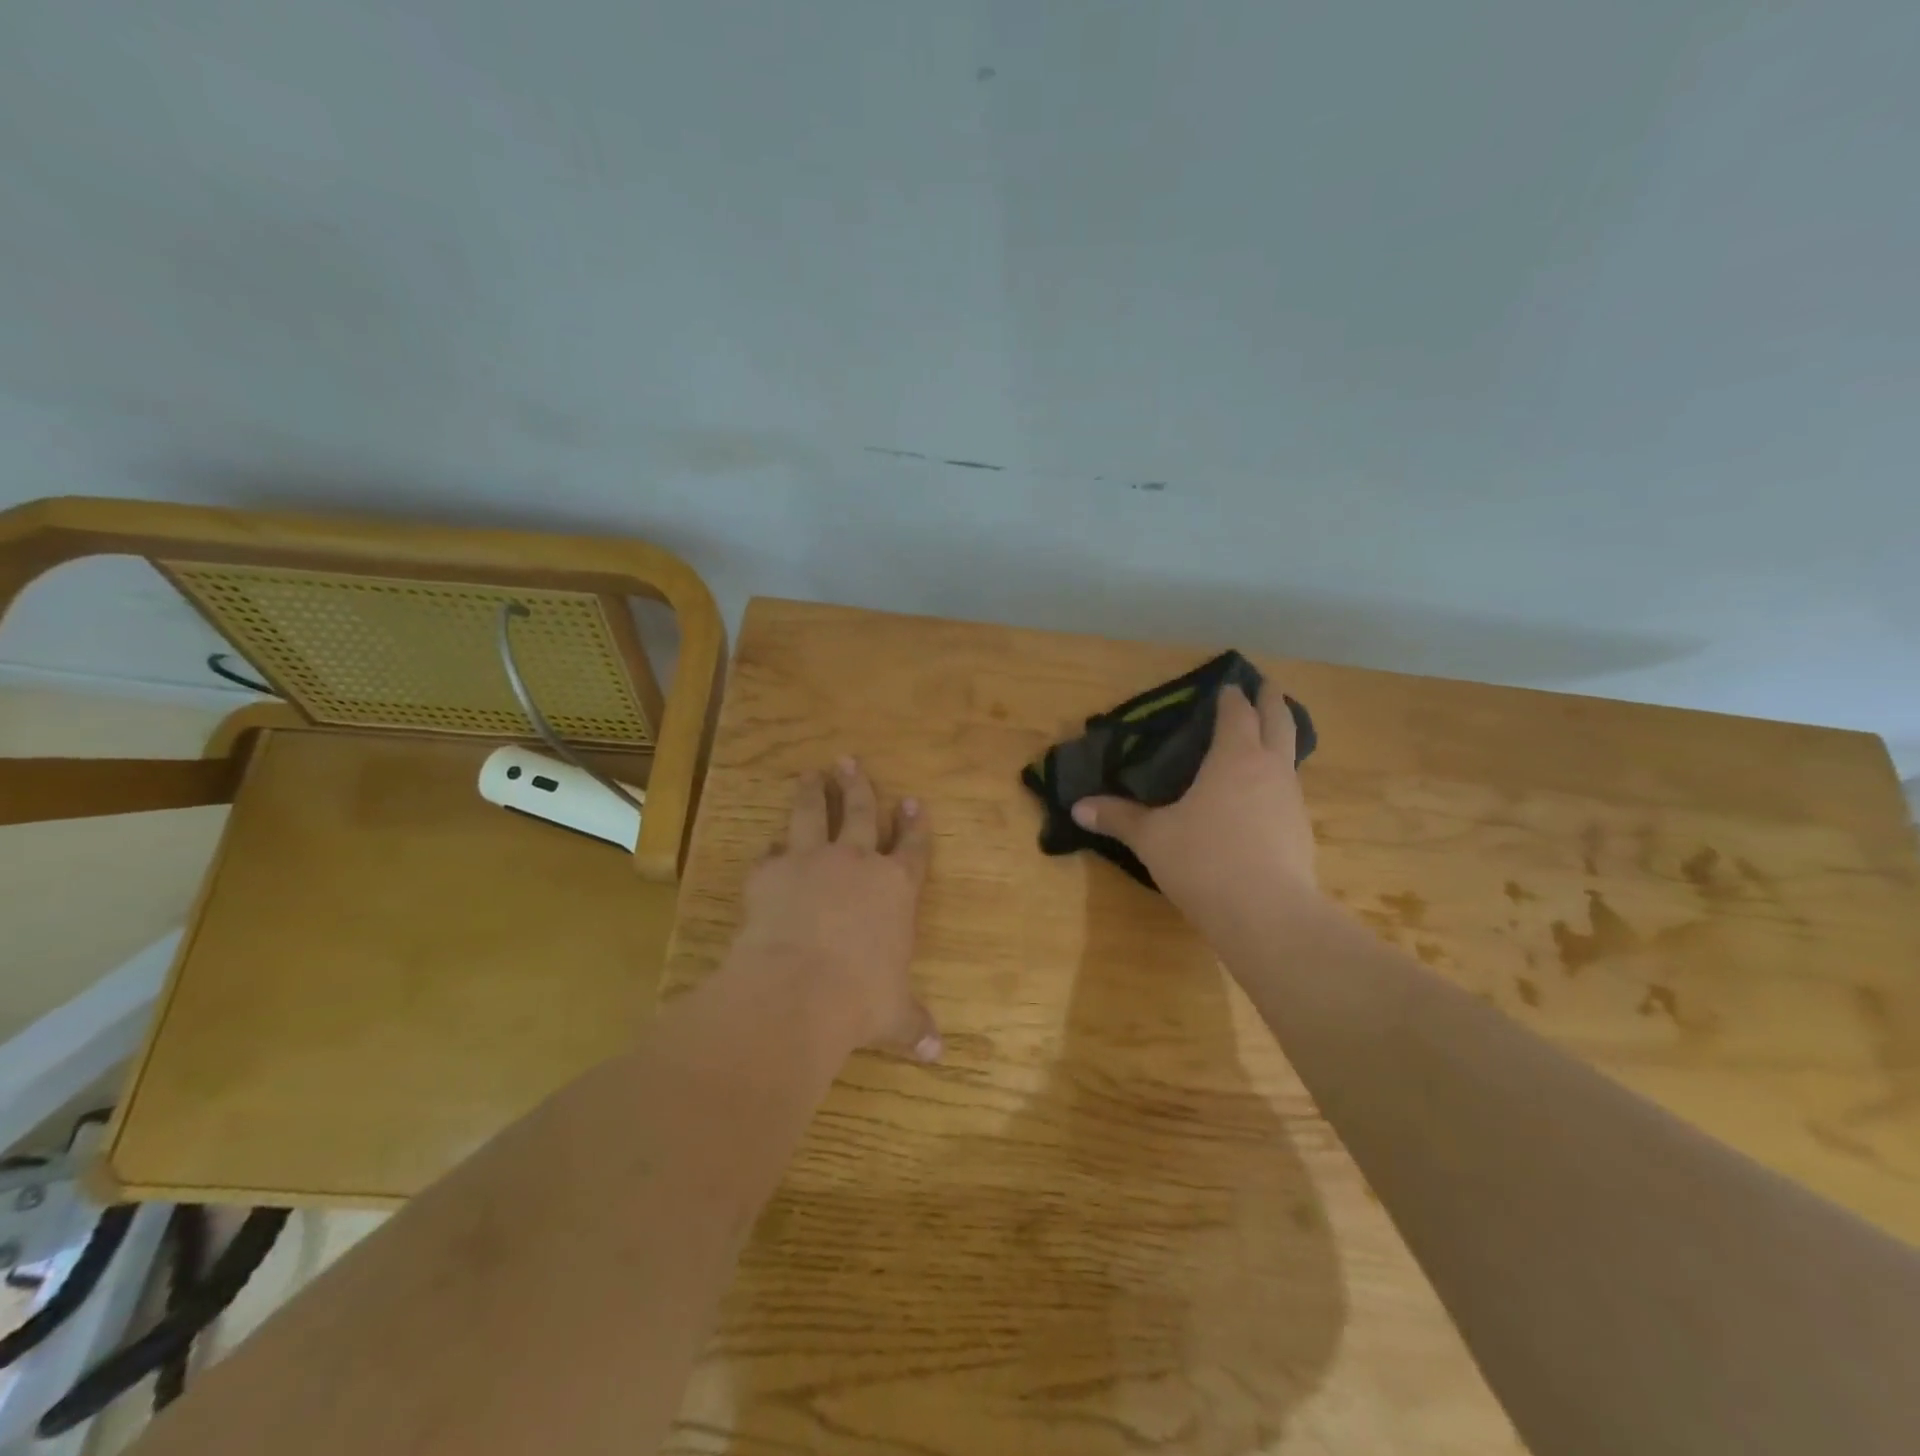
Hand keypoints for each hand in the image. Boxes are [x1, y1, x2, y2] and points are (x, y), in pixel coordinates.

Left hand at [734, 758, 939, 1061]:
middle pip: (862, 813)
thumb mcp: (894, 1015)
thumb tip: (936, 1053)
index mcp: (895, 888)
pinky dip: (772, 851)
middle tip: (850, 762)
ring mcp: (811, 861)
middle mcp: (856, 863)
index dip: (914, 824)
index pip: (912, 847)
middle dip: (859, 787)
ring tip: (812, 774)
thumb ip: (913, 1025)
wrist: (796, 989)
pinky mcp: (770, 872)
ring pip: (814, 815)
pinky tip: (769, 848)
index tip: (912, 801)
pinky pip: (771, 854)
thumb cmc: (860, 999)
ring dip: (814, 793)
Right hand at [1070, 684, 1319, 927]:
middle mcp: (1270, 769)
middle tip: (1264, 685)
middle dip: (1270, 700)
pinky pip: (1290, 791)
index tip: (1225, 685)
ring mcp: (1292, 800)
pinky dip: (1279, 780)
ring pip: (1291, 756)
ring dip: (1281, 740)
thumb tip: (1078, 807)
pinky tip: (1264, 799)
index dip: (1230, 696)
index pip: (1236, 713)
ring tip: (1266, 740)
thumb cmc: (1204, 860)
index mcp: (1234, 757)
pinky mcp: (1302, 832)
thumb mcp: (1152, 838)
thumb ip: (1118, 818)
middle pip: (1279, 720)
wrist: (1267, 914)